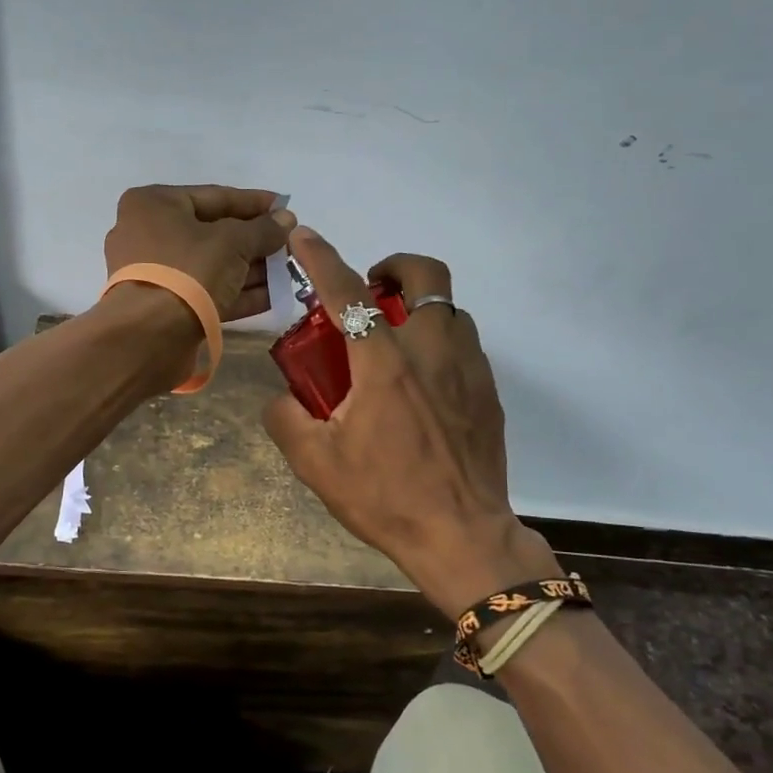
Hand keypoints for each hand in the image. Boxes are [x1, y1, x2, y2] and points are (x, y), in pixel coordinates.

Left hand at [104, 185, 295, 319]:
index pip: (215, 196)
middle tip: (289, 245)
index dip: (254, 203)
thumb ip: (263, 229)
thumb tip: (286, 219)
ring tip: (287, 272)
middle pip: (213, 232)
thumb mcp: (233, 242)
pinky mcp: (162, 306)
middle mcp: (147, 234)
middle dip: (254, 241)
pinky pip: (204, 291)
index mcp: (154, 204)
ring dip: (250, 269)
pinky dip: (236, 292)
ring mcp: (153, 273)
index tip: (285, 208)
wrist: (150, 336)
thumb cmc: (188, 270)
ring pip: (211, 265)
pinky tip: (272, 296)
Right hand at [263, 228, 560, 615]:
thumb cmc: (385, 497)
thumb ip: (286, 418)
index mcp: (384, 363)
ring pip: (448, 308)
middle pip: (425, 275)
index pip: (346, 292)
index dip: (321, 257)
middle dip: (394, 266)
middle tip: (370, 291)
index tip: (304, 235)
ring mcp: (468, 368)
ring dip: (418, 307)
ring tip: (393, 342)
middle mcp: (431, 350)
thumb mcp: (315, 463)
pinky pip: (464, 345)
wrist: (462, 537)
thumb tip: (283, 397)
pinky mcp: (489, 392)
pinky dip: (438, 342)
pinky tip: (422, 384)